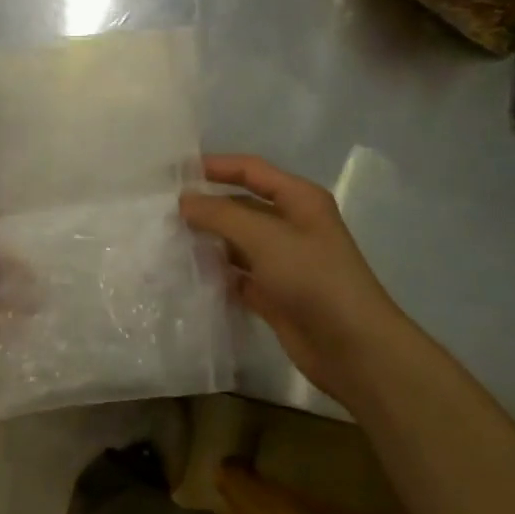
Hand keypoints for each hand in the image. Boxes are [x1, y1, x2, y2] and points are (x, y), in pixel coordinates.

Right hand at [180, 155, 407, 404]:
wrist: (352, 347)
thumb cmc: (313, 278)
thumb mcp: (265, 237)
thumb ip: (221, 215)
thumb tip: (184, 200)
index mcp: (299, 200)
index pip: (252, 170)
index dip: (216, 166)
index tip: (176, 171)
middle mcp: (292, 225)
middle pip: (242, 206)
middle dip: (207, 206)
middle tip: (162, 210)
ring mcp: (283, 262)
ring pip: (237, 242)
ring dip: (208, 241)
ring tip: (167, 240)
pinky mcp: (274, 294)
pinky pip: (238, 276)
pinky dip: (217, 274)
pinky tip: (187, 275)